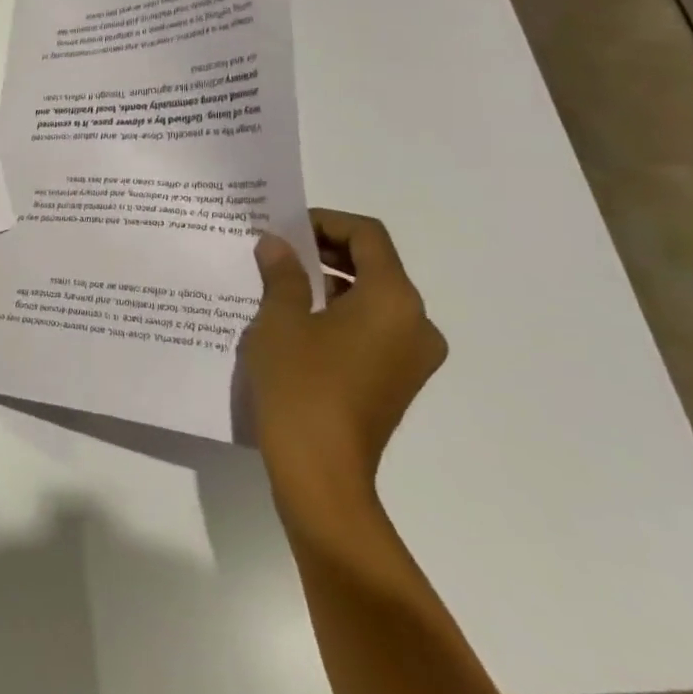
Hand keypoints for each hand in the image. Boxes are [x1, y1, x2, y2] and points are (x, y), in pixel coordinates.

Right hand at [243, 210, 446, 519]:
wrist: (320, 472)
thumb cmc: (301, 385)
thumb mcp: (279, 320)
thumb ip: (282, 274)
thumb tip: (277, 244)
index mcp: (394, 300)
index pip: (367, 237)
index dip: (325, 222)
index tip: (284, 228)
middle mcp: (416, 323)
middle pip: (374, 266)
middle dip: (324, 251)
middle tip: (276, 252)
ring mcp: (411, 356)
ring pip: (372, 299)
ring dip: (328, 283)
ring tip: (278, 285)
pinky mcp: (397, 381)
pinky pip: (372, 329)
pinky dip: (338, 314)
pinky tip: (296, 322)